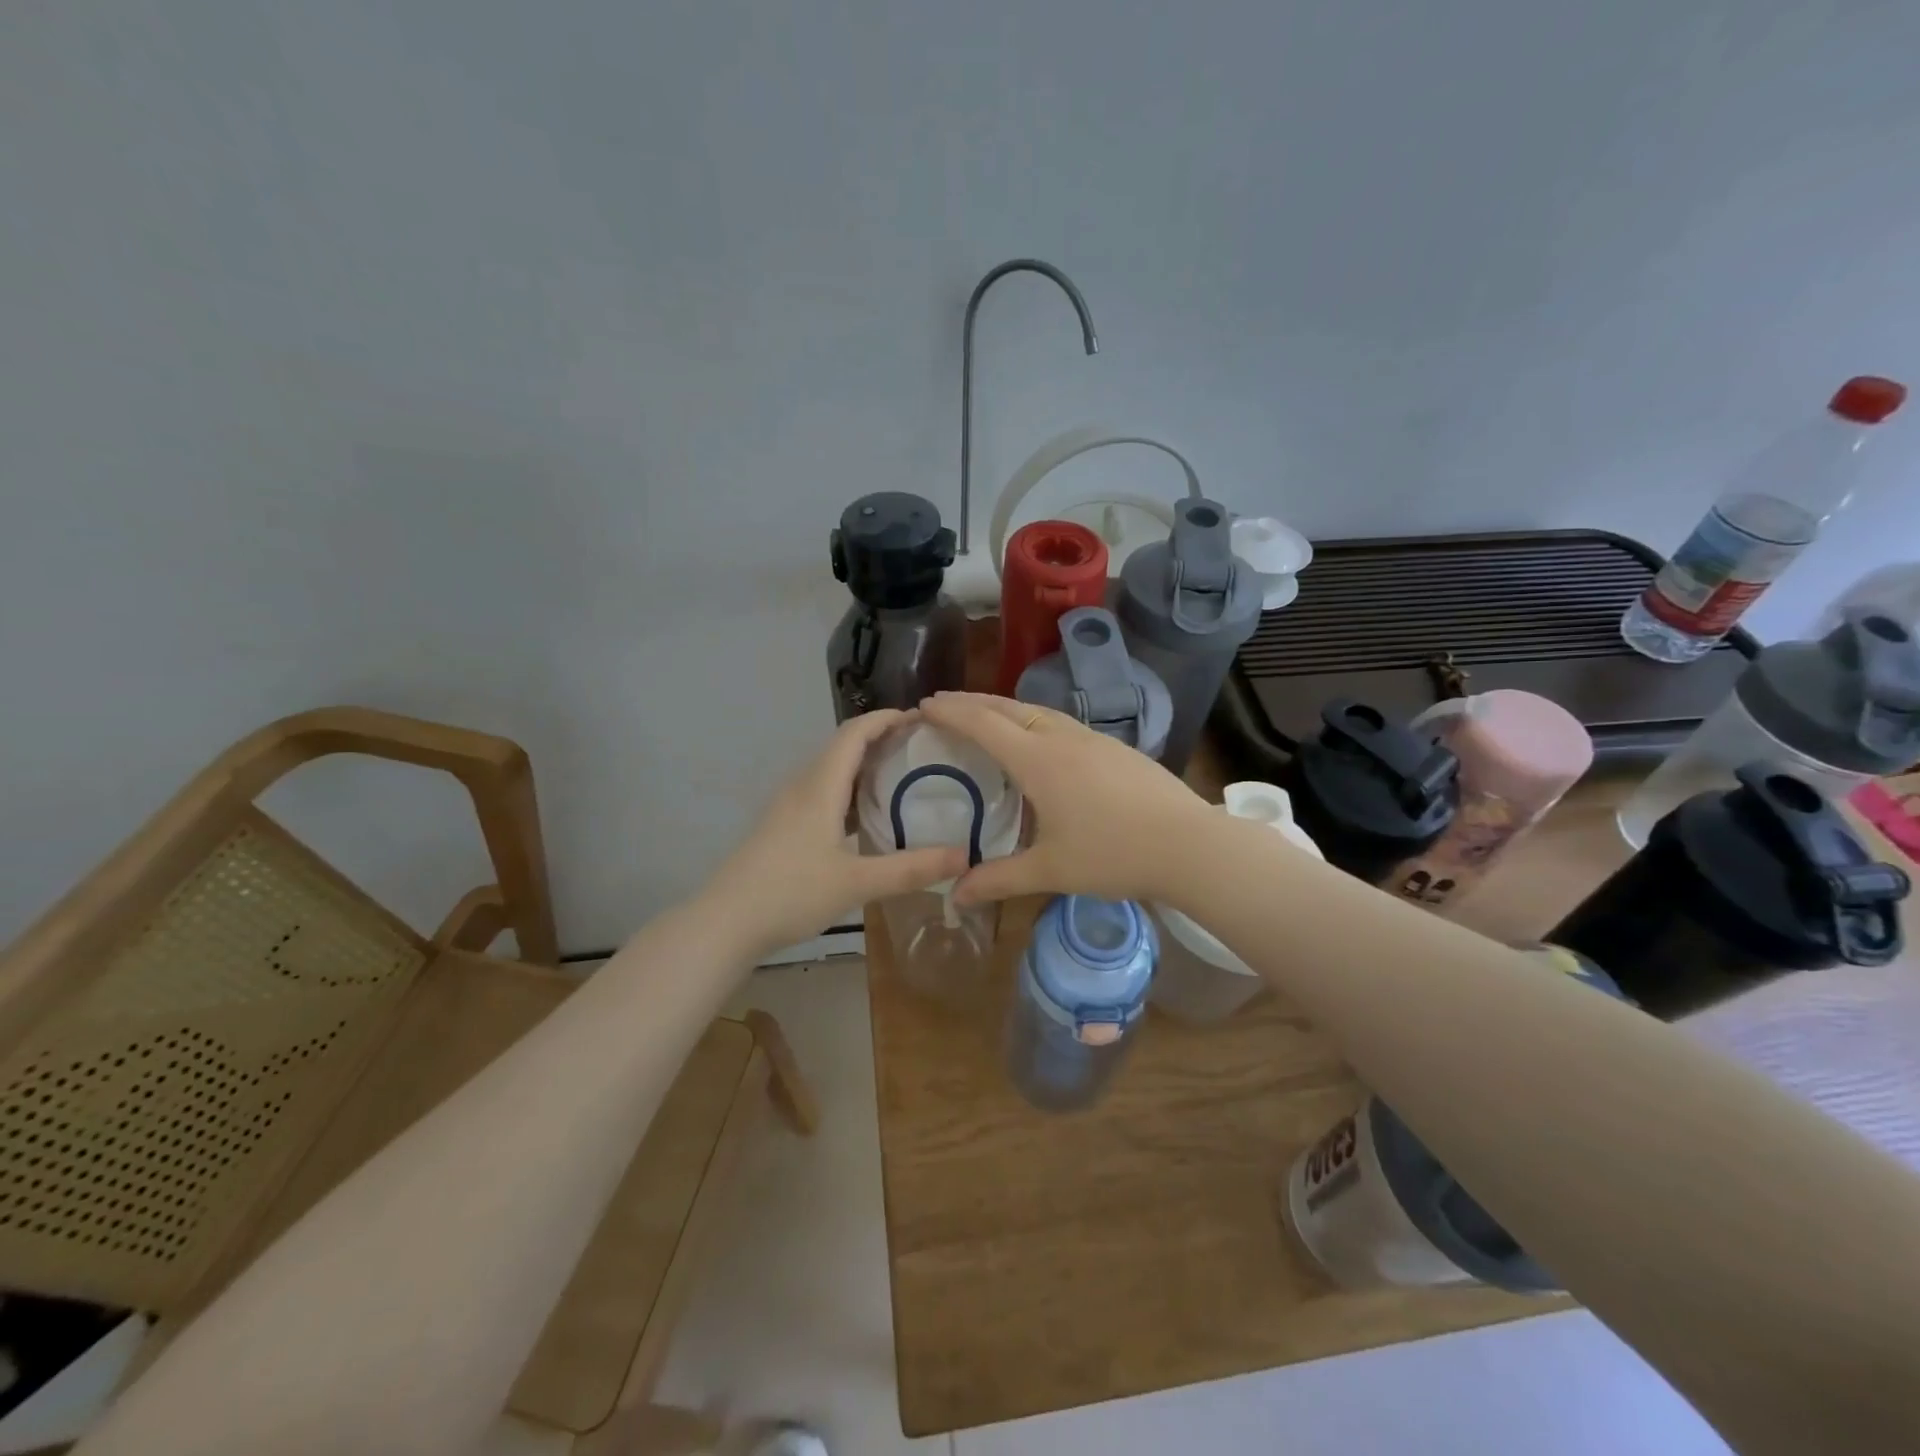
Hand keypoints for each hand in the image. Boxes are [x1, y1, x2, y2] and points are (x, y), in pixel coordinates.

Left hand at [699, 710, 968, 954]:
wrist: (724, 923)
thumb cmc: (790, 893)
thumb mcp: (857, 883)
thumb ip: (911, 869)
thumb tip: (966, 856)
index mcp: (819, 787)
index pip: (854, 733)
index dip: (886, 718)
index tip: (922, 717)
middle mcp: (802, 787)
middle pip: (843, 746)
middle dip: (881, 738)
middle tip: (923, 747)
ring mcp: (788, 807)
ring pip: (831, 771)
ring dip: (865, 765)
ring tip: (903, 776)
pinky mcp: (782, 827)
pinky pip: (822, 793)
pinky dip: (850, 791)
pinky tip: (867, 816)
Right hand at [920, 692, 1213, 906]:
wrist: (1190, 845)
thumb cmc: (1113, 855)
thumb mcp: (1049, 870)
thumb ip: (998, 880)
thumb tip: (954, 896)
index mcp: (1039, 760)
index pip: (983, 724)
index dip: (951, 712)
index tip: (924, 703)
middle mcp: (1063, 738)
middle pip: (1008, 708)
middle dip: (972, 702)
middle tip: (944, 702)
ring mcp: (1093, 739)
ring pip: (1038, 712)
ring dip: (1004, 708)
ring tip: (985, 716)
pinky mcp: (1115, 748)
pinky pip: (1061, 723)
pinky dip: (1033, 721)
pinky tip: (1038, 741)